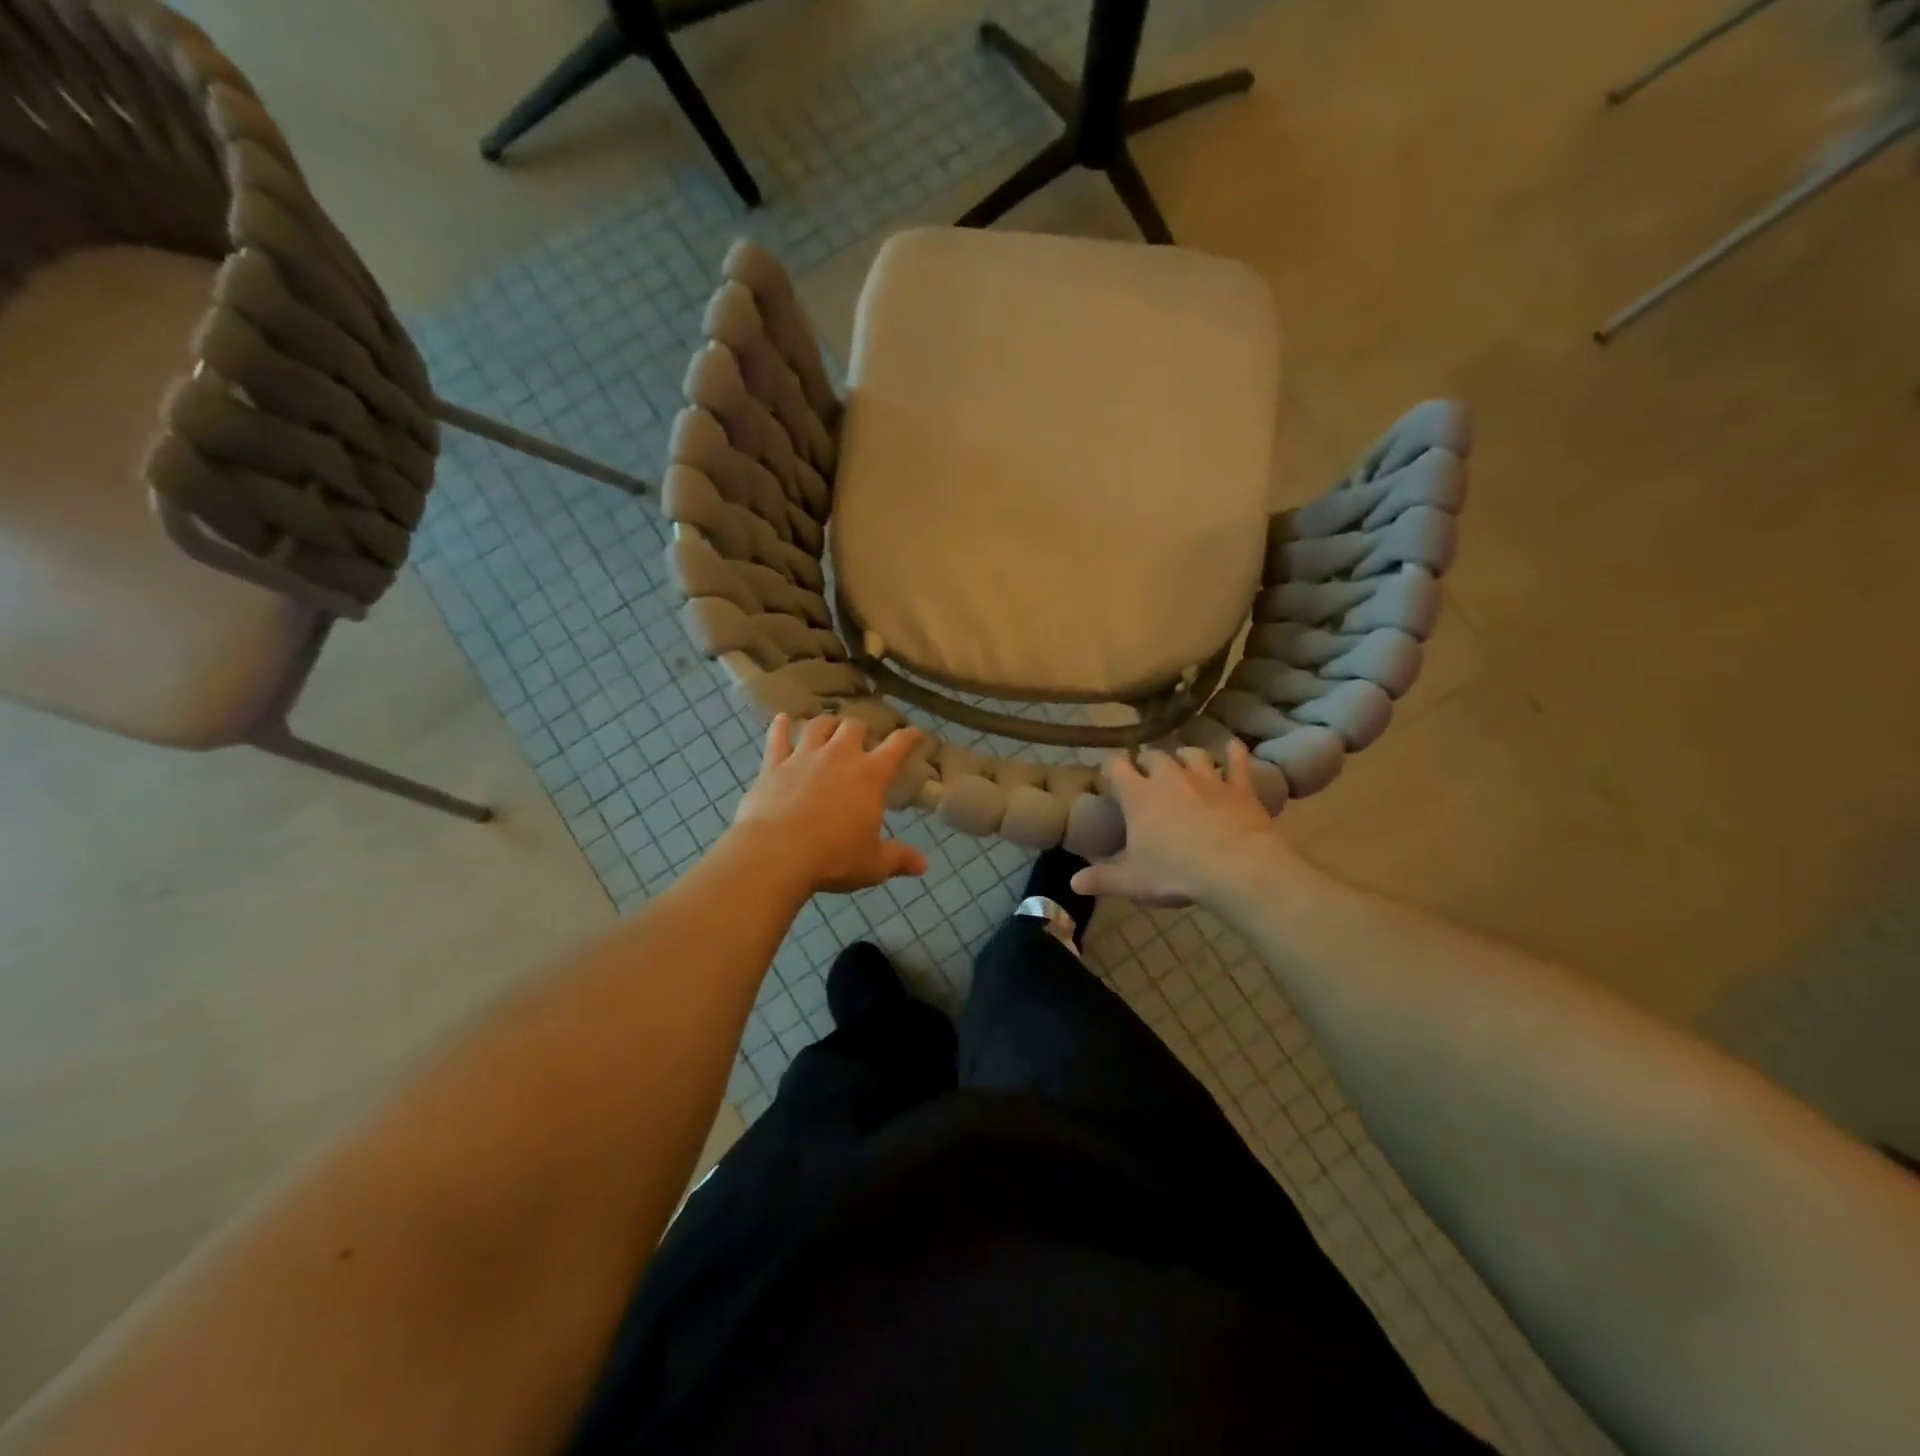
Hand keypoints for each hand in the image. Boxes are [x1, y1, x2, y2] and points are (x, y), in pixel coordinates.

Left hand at [731, 714, 928, 893]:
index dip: (909, 737)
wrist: (776, 854)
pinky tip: (781, 719)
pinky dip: (780, 727)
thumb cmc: (833, 858)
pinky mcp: (773, 765)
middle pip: (854, 726)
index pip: (897, 746)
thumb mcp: (873, 864)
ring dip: (827, 723)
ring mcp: (803, 757)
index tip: (915, 733)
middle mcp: (839, 756)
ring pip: (818, 725)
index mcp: (870, 776)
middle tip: (865, 736)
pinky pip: (777, 738)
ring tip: (830, 725)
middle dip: (863, 727)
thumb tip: (923, 865)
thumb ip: (898, 859)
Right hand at [1070, 741, 1289, 906]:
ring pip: (1192, 754)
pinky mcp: (1239, 787)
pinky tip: (1232, 748)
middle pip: (1154, 756)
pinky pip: (1236, 761)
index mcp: (1139, 795)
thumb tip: (1073, 883)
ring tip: (1183, 766)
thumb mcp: (1132, 881)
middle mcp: (1170, 777)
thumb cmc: (1177, 873)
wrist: (1238, 868)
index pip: (1116, 766)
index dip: (1111, 767)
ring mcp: (1207, 778)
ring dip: (1185, 758)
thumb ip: (1101, 879)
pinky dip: (1233, 753)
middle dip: (1147, 763)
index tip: (1110, 776)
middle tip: (1146, 778)